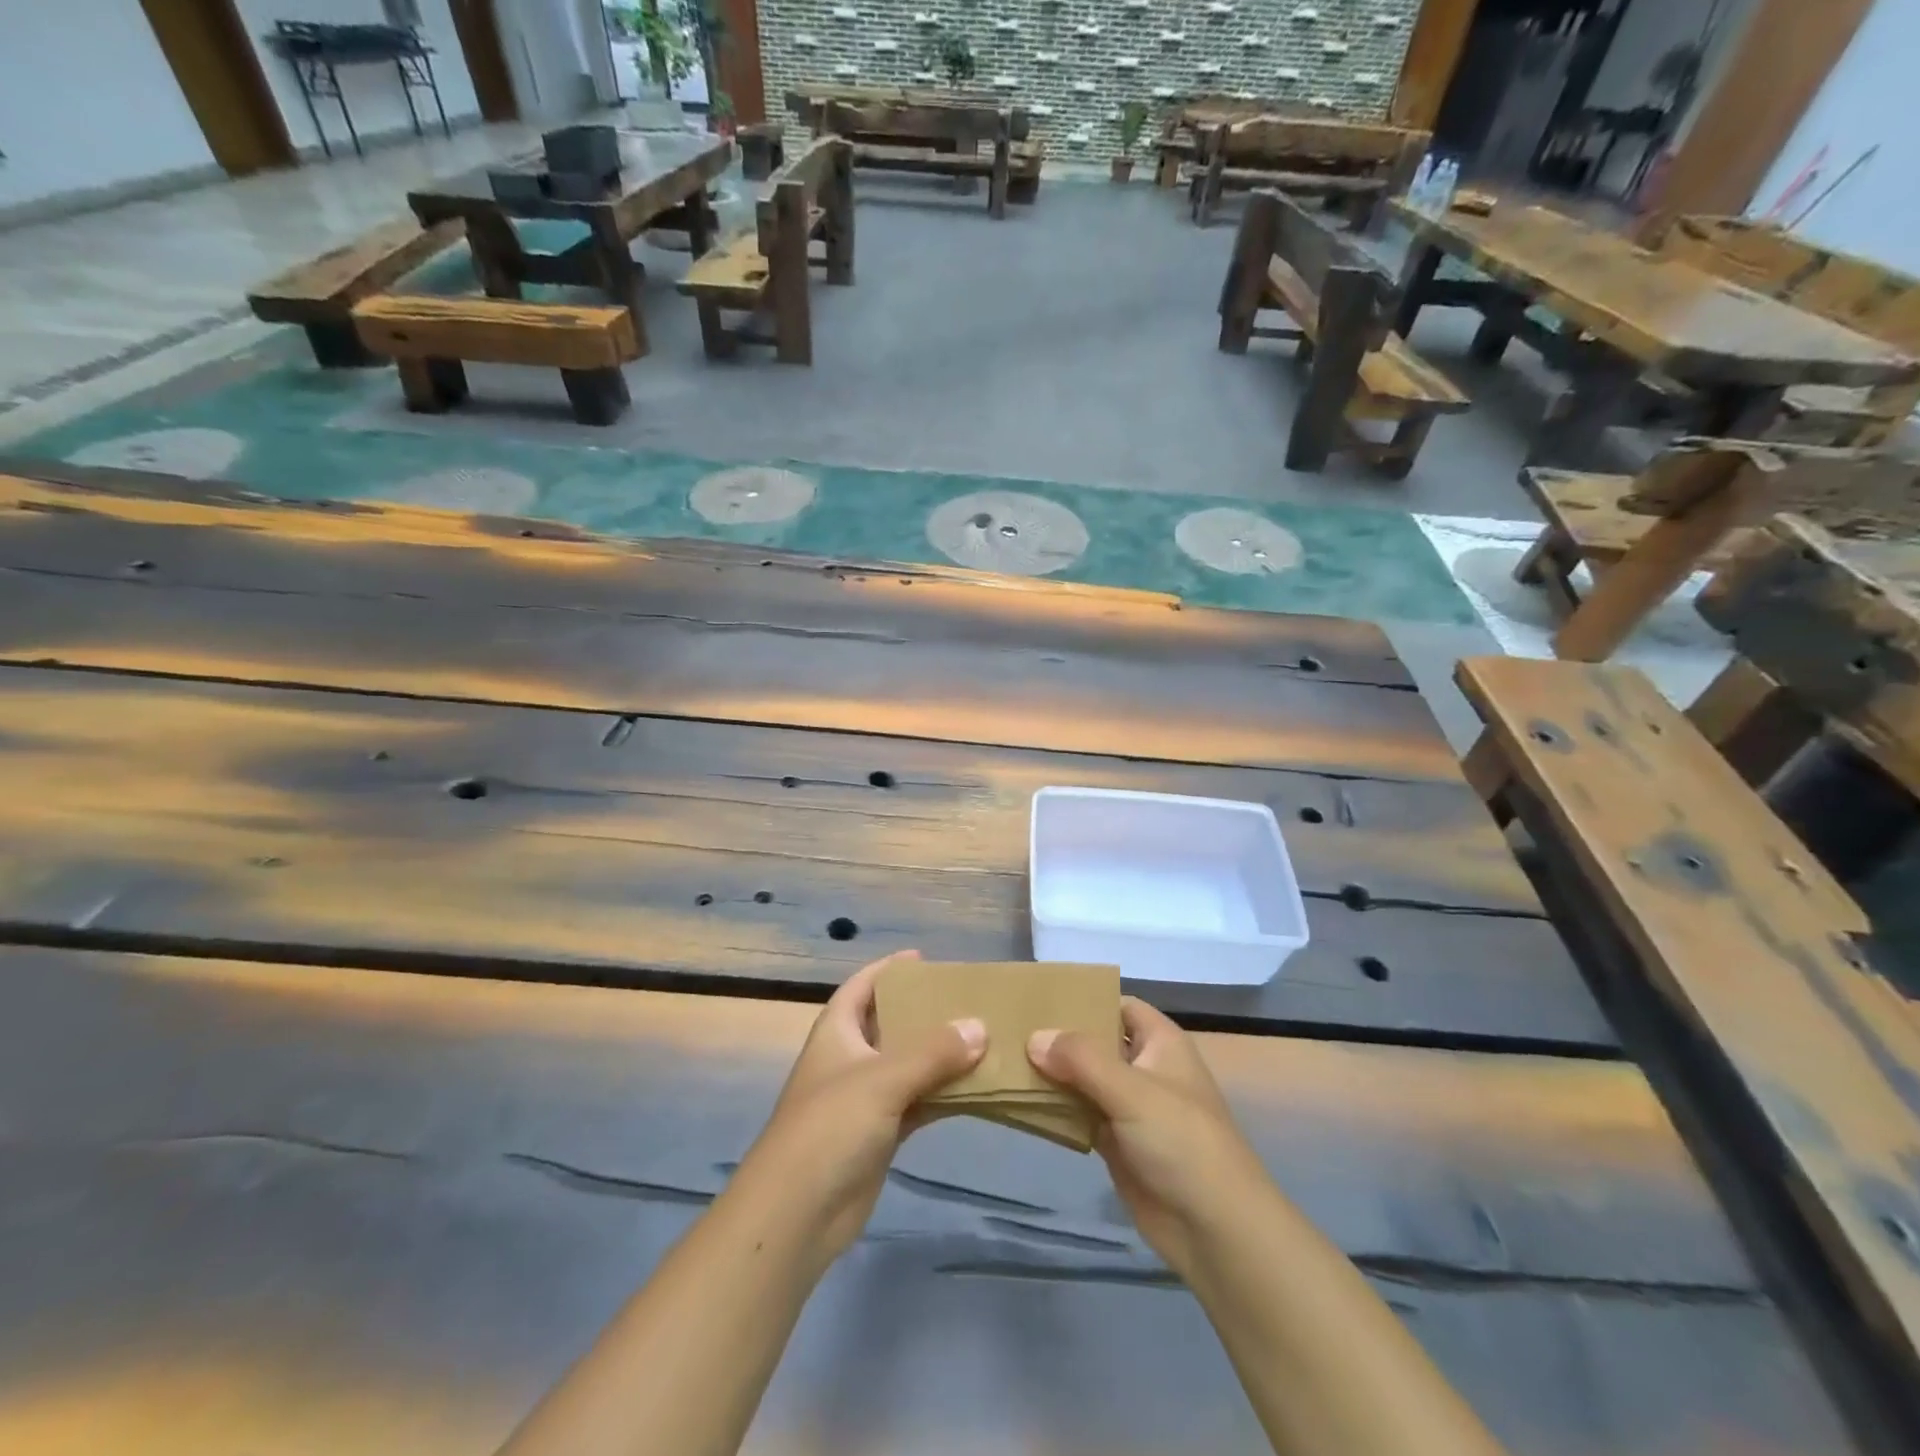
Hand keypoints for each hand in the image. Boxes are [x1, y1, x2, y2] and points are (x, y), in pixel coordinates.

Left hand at [730, 950, 985, 1267]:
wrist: (797, 1213)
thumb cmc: (831, 1126)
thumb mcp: (882, 1079)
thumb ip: (933, 1052)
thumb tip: (979, 1026)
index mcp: (836, 1032)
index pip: (861, 987)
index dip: (887, 970)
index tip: (924, 959)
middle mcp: (849, 1059)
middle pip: (889, 1024)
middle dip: (923, 1012)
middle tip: (965, 999)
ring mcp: (863, 1099)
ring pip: (907, 1066)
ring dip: (938, 1056)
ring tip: (981, 1037)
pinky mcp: (878, 1135)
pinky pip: (916, 1103)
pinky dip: (941, 1095)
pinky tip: (975, 1087)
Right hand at [1029, 997, 1268, 1277]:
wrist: (1215, 1230)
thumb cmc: (1182, 1142)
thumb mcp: (1132, 1090)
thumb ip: (1081, 1059)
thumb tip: (1033, 1038)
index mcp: (1159, 1042)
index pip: (1117, 1004)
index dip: (1084, 997)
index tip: (1038, 996)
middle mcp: (1144, 1067)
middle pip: (1095, 1041)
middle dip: (1058, 1036)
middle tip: (1009, 1027)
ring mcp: (1129, 1107)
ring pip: (1083, 1079)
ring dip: (1052, 1073)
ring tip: (1004, 1058)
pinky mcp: (1116, 1142)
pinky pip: (1079, 1114)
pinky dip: (1055, 1108)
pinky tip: (1020, 1100)